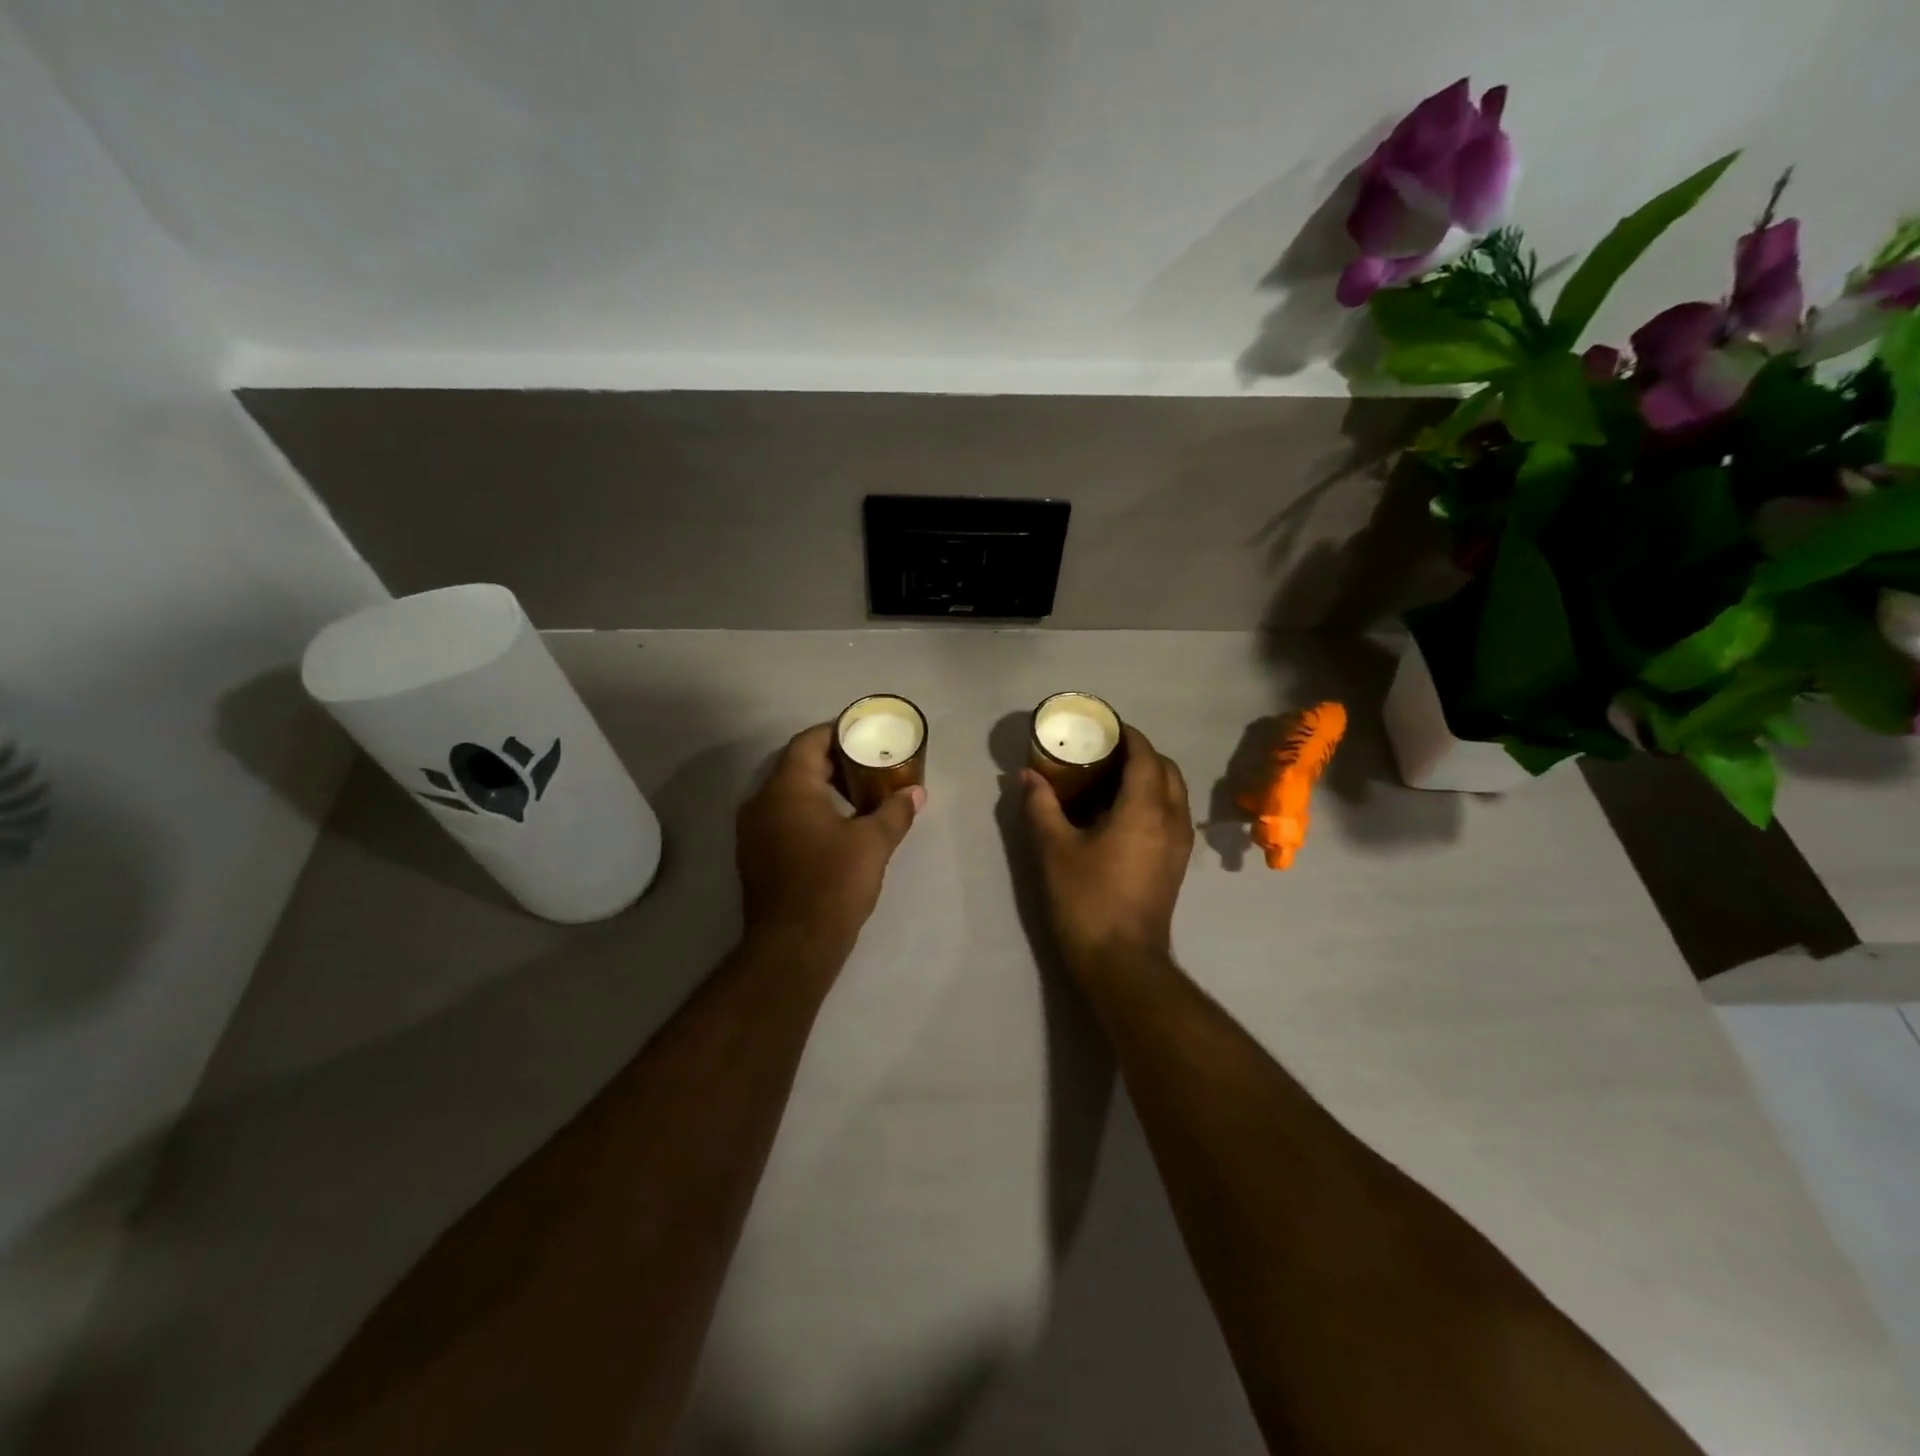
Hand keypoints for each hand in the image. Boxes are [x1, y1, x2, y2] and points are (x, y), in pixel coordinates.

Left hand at [737, 724, 922, 968]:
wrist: (793, 945)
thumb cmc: (833, 884)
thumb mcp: (872, 844)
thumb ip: (895, 812)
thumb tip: (916, 793)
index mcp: (787, 788)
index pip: (808, 742)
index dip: (836, 732)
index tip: (863, 734)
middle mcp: (761, 801)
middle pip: (796, 765)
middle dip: (833, 761)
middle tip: (868, 763)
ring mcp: (753, 830)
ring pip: (787, 793)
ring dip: (819, 787)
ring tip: (857, 794)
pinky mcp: (755, 855)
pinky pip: (781, 817)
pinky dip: (806, 811)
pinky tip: (835, 826)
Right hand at [1023, 725, 1193, 979]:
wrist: (1122, 961)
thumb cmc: (1087, 900)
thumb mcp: (1054, 850)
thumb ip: (1041, 806)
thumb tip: (1027, 776)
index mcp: (1145, 808)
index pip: (1145, 754)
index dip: (1127, 734)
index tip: (1102, 726)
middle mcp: (1171, 818)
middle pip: (1166, 768)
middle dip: (1139, 753)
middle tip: (1103, 752)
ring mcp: (1180, 843)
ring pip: (1173, 792)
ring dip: (1149, 776)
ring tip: (1109, 779)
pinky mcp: (1178, 863)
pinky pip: (1172, 813)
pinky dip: (1153, 799)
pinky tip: (1120, 814)